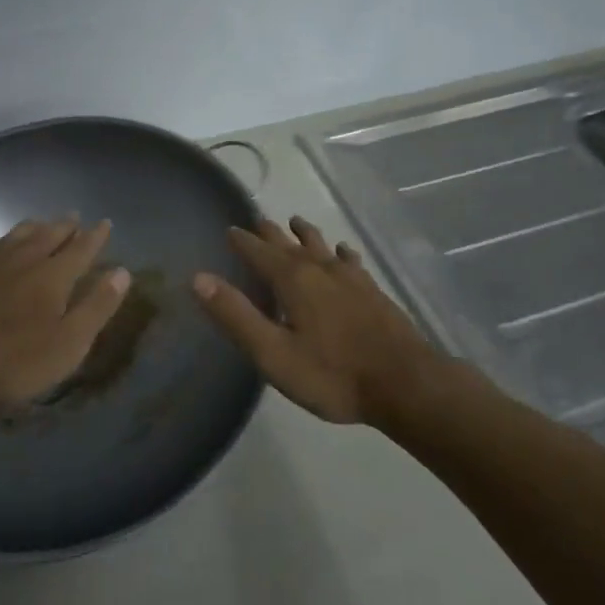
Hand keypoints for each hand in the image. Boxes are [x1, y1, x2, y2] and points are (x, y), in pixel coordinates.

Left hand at [0, 217, 129, 410]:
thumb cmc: (14, 362)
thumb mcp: (68, 343)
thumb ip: (97, 306)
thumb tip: (123, 272)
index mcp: (53, 276)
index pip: (81, 249)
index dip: (95, 236)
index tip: (105, 223)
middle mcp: (22, 259)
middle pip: (48, 235)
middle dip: (65, 226)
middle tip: (74, 217)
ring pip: (16, 235)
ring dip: (34, 227)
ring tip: (42, 222)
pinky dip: (2, 241)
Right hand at [193, 216, 448, 424]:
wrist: (405, 384)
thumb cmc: (332, 375)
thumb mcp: (273, 354)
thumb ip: (236, 316)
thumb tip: (199, 278)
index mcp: (293, 280)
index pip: (259, 252)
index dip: (242, 240)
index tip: (229, 228)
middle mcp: (320, 269)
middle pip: (290, 244)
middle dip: (271, 233)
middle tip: (258, 220)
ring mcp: (351, 279)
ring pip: (322, 247)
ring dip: (306, 235)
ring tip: (297, 222)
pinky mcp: (373, 292)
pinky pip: (351, 262)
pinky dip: (341, 253)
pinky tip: (344, 252)